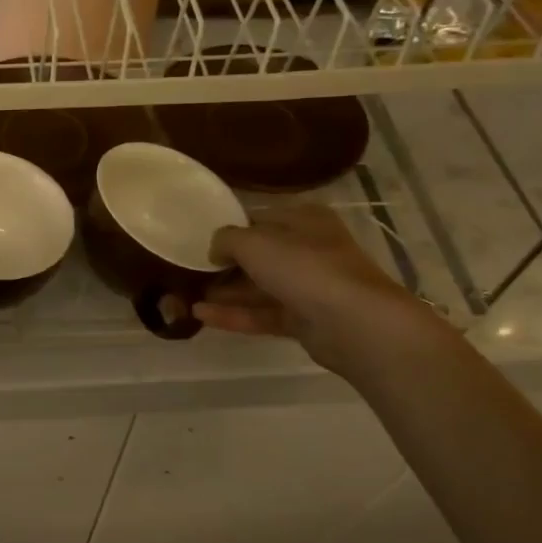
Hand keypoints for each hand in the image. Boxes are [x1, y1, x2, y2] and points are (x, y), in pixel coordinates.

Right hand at [192, 203, 442, 373]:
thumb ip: (225, 239)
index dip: (229, 229)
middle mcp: (309, 249)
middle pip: (259, 255)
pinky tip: (201, 315)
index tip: (198, 241)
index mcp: (304, 220)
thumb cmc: (304, 267)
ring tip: (187, 296)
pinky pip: (263, 314)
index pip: (259, 219)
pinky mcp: (305, 321)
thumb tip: (214, 249)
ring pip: (260, 287)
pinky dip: (234, 315)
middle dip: (225, 265)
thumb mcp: (253, 242)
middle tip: (190, 272)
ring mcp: (309, 287)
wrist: (354, 323)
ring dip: (225, 292)